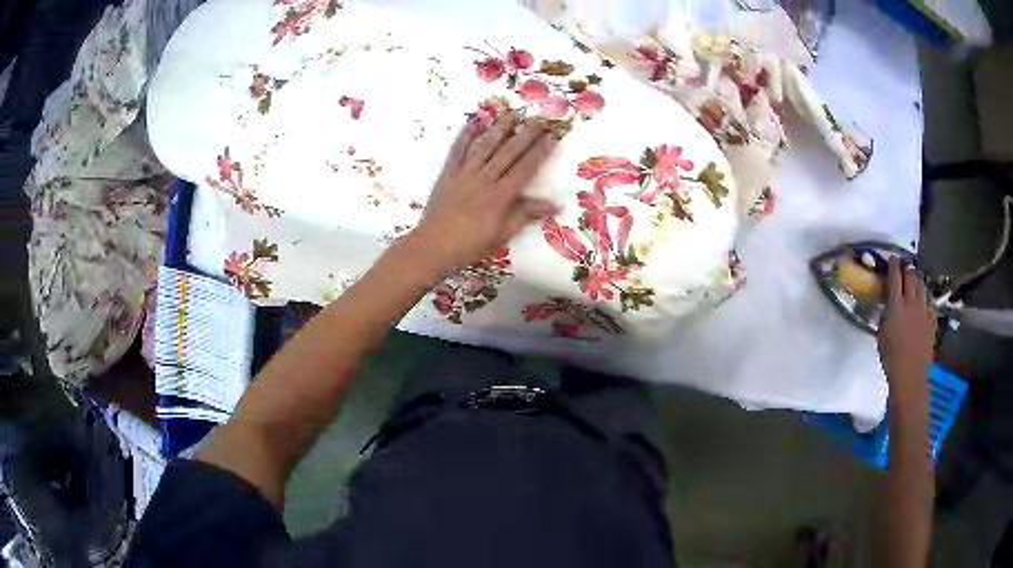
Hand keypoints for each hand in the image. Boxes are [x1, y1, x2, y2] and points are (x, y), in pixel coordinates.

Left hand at [409, 116, 558, 271]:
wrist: (433, 246)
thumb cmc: (471, 245)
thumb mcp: (502, 234)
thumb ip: (525, 214)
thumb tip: (556, 205)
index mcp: (501, 195)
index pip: (526, 167)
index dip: (540, 151)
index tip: (552, 136)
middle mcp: (484, 178)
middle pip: (508, 152)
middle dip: (526, 134)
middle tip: (540, 119)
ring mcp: (464, 173)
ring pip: (485, 146)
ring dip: (499, 129)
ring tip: (511, 113)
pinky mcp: (447, 174)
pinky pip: (457, 151)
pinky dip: (465, 136)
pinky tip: (473, 122)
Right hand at [878, 257, 934, 402]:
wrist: (910, 373)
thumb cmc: (891, 356)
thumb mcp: (881, 334)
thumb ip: (886, 315)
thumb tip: (887, 306)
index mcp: (896, 305)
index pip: (895, 277)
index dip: (893, 265)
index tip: (892, 257)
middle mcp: (911, 302)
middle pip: (910, 277)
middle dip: (907, 268)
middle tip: (904, 265)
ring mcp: (923, 311)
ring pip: (921, 287)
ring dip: (917, 280)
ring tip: (914, 278)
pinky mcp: (931, 321)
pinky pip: (928, 304)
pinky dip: (924, 299)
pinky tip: (922, 302)